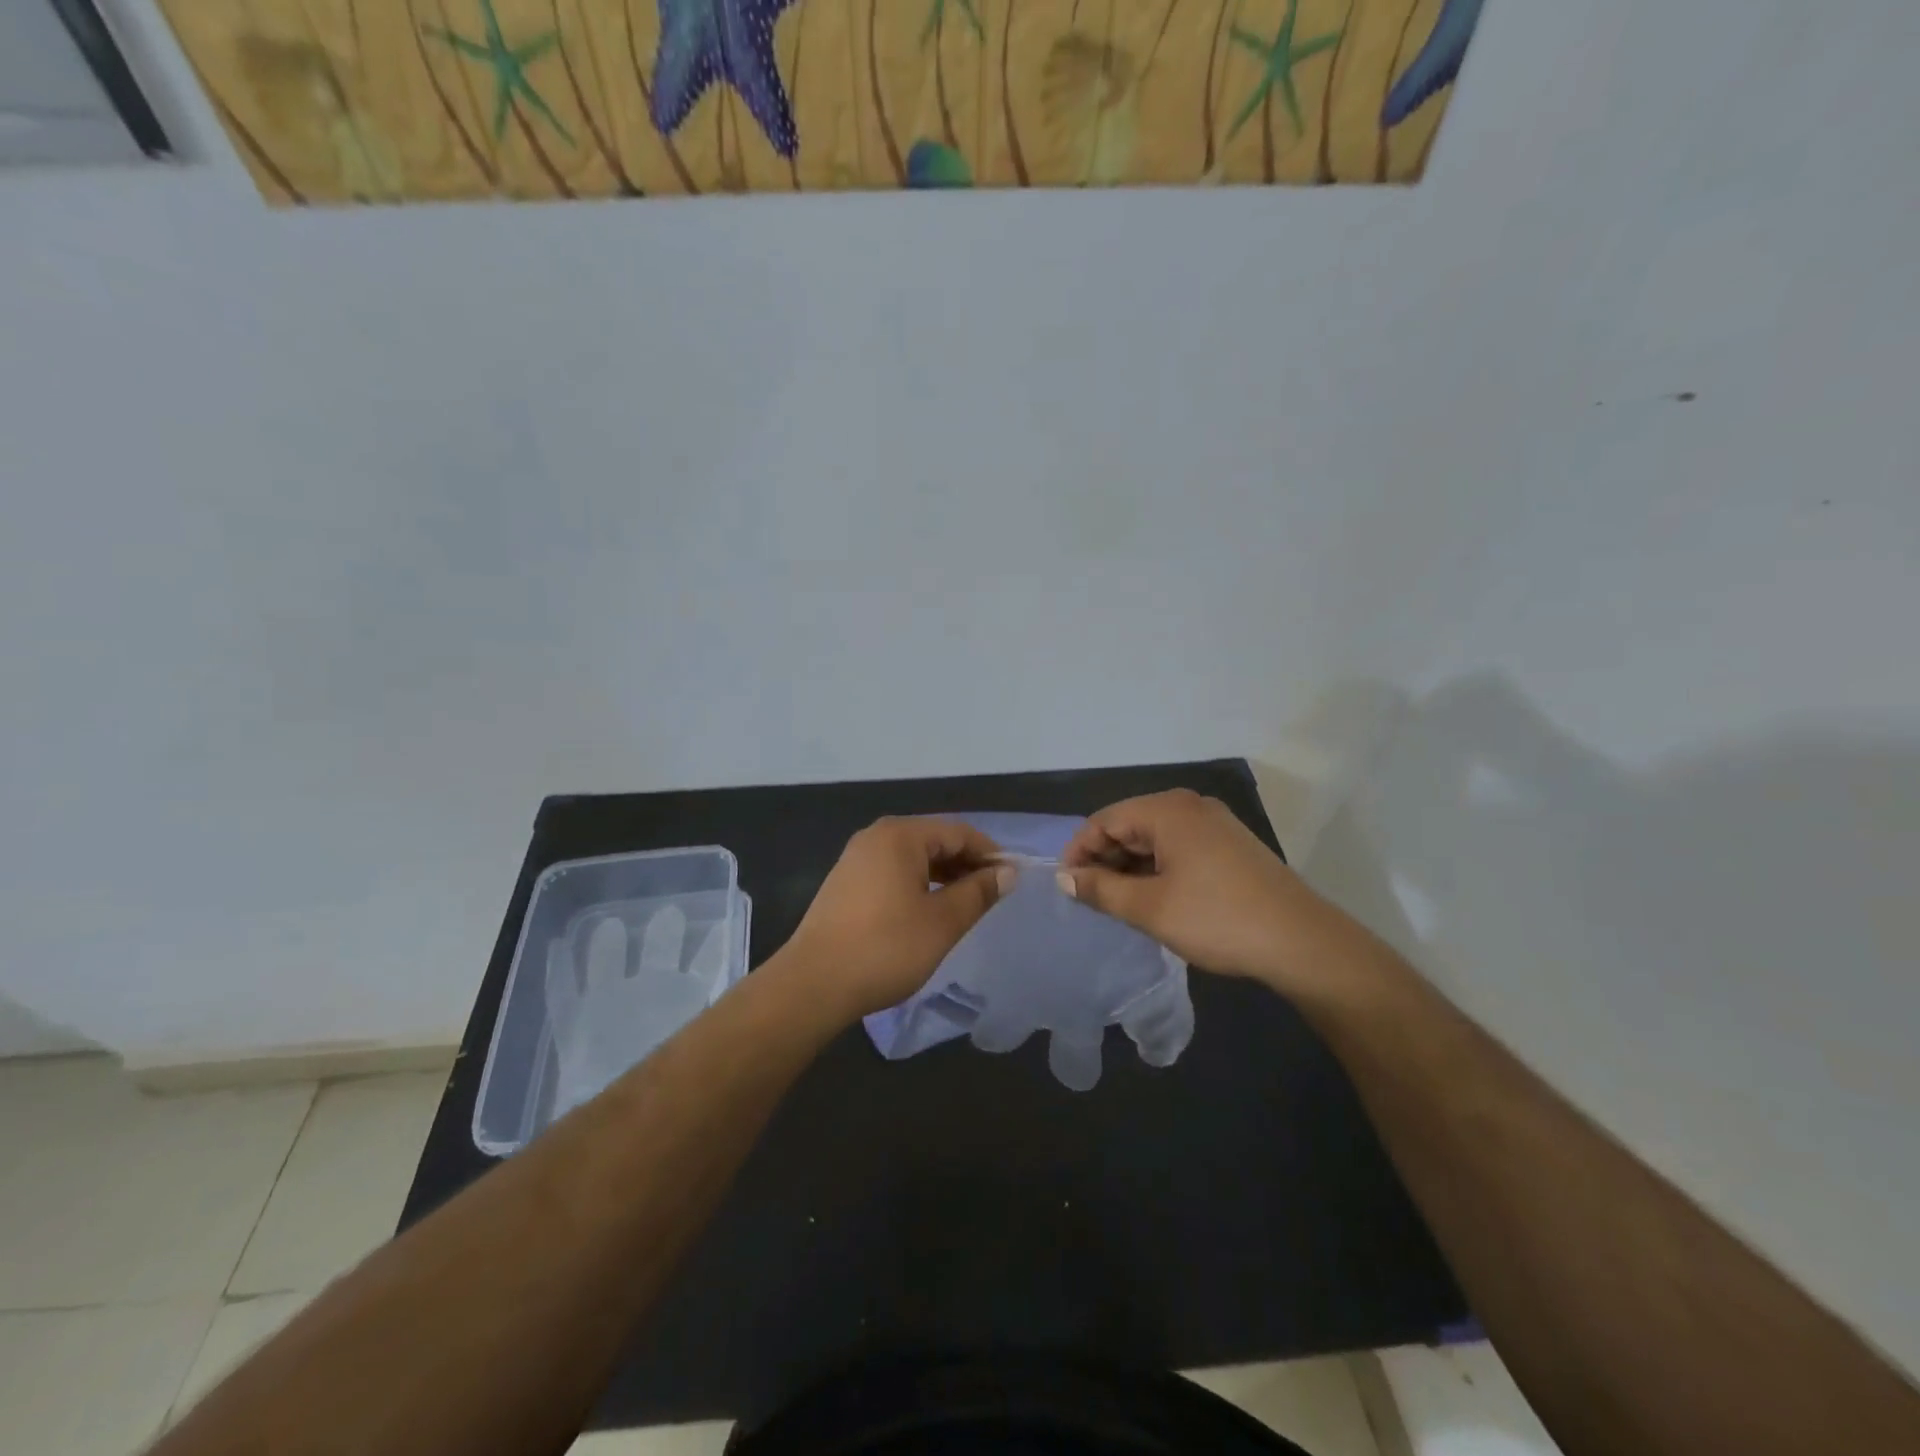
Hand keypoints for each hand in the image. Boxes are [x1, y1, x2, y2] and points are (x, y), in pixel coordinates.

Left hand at [782, 817, 1014, 1021]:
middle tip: (993, 894)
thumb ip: (978, 892)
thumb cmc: (886, 948)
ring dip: (943, 875)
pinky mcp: (845, 882)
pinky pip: (893, 871)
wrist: (813, 984)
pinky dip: (918, 884)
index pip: (958, 832)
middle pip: (934, 840)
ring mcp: (856, 858)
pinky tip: (929, 910)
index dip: (990, 853)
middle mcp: (876, 836)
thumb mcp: (943, 922)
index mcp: (900, 835)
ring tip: (967, 904)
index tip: (1012, 879)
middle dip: (966, 864)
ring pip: (913, 857)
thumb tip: (1006, 872)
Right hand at [1057, 790, 1328, 988]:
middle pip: (1129, 825)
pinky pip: (1178, 848)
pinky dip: (1157, 869)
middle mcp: (1190, 807)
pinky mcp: (1230, 845)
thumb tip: (1064, 878)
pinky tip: (1154, 899)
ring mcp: (1214, 824)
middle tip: (1091, 899)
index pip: (1104, 820)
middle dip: (1105, 859)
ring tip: (1119, 904)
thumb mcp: (1149, 908)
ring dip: (1131, 867)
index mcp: (1168, 811)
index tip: (1066, 887)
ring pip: (1154, 838)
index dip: (1079, 851)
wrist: (1302, 943)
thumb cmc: (1218, 919)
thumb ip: (1100, 890)